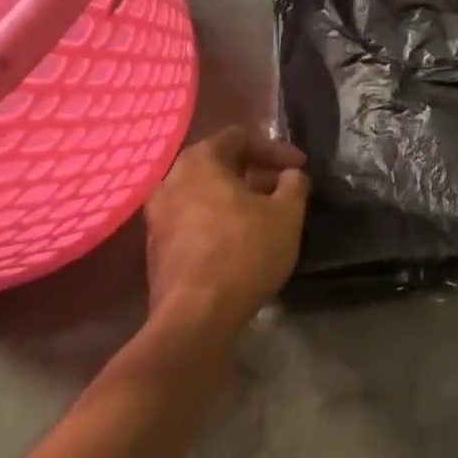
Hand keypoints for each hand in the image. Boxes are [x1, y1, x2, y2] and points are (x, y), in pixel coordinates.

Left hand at [143, 127, 309, 332]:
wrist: (194, 320)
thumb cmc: (243, 252)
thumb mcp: (286, 213)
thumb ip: (294, 183)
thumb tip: (290, 175)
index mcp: (199, 161)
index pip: (241, 137)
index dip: (276, 149)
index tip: (300, 167)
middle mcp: (171, 181)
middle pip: (221, 164)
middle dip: (257, 173)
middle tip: (285, 189)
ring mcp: (158, 218)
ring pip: (207, 193)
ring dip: (239, 198)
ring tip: (268, 215)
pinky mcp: (156, 251)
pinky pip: (195, 220)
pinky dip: (220, 220)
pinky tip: (244, 240)